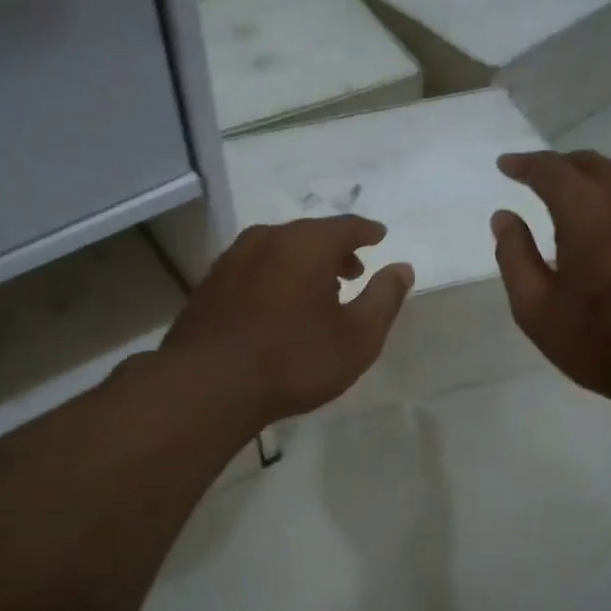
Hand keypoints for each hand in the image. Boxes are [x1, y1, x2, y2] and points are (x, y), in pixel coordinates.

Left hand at [161, 217, 414, 428]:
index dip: (367, 232)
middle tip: (352, 272)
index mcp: (306, 243)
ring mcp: (232, 260)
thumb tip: (401, 268)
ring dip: (302, 265)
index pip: (346, 226)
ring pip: (278, 251)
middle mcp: (266, 239)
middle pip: (309, 235)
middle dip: (334, 251)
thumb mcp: (357, 337)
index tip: (379, 236)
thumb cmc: (294, 359)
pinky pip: (253, 270)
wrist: (209, 385)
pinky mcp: (209, 286)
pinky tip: (277, 308)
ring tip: (317, 293)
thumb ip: (384, 298)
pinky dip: (274, 279)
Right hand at [491, 150, 610, 428]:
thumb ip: (515, 256)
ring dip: (594, 186)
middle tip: (538, 178)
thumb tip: (504, 217)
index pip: (552, 170)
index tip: (506, 165)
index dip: (525, 164)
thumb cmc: (601, 342)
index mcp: (588, 212)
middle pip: (593, 165)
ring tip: (574, 206)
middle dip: (561, 166)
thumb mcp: (537, 310)